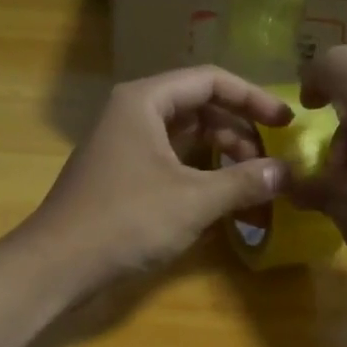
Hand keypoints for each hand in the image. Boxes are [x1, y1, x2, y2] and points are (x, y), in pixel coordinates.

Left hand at [19, 66, 292, 291]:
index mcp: (145, 101)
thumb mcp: (193, 200)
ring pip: (186, 139)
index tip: (286, 123)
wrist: (58, 265)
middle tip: (270, 164)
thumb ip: (244, 181)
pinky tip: (224, 199)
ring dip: (223, 157)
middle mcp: (133, 114)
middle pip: (199, 108)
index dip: (253, 98)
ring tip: (254, 184)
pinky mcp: (123, 176)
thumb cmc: (126, 221)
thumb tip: (288, 172)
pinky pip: (172, 163)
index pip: (210, 81)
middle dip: (239, 133)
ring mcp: (125, 146)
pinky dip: (201, 176)